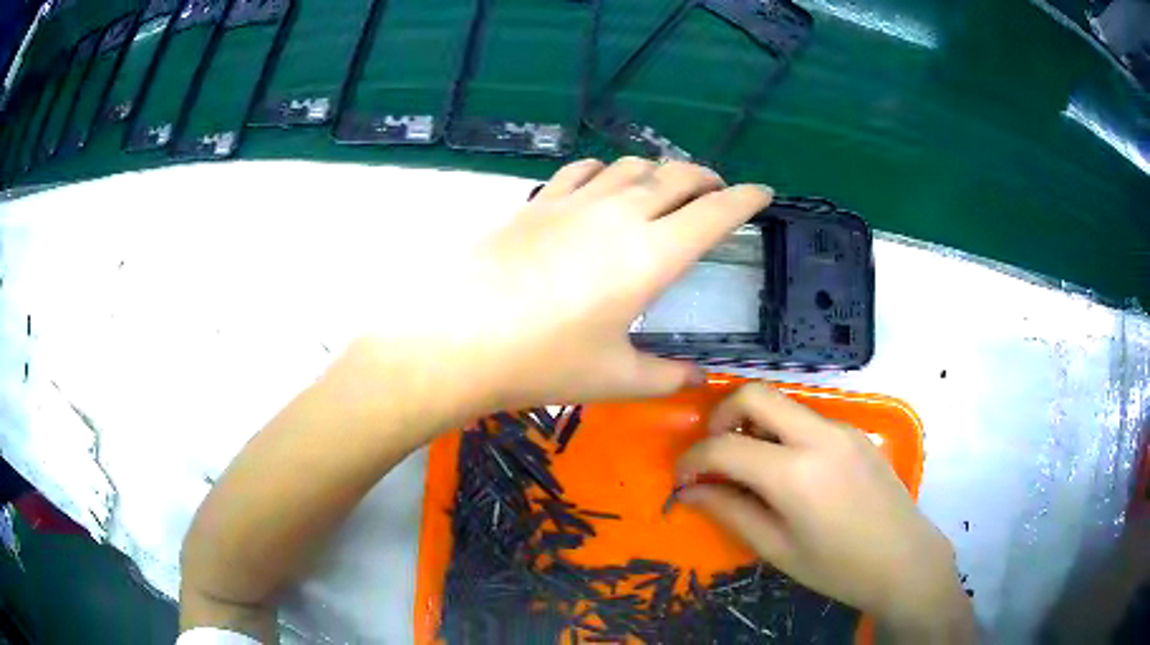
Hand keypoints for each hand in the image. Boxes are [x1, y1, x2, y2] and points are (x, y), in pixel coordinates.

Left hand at [357, 158, 771, 427]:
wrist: (458, 336)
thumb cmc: (543, 361)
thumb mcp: (613, 377)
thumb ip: (663, 378)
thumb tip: (695, 382)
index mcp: (652, 255)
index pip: (715, 212)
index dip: (745, 199)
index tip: (763, 193)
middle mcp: (620, 215)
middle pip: (677, 177)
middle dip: (707, 178)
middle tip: (718, 190)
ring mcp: (575, 202)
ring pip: (631, 166)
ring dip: (659, 170)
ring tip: (665, 187)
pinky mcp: (538, 202)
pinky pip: (582, 170)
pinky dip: (605, 171)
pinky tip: (603, 184)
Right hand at [677, 384, 974, 641]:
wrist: (904, 559)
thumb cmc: (837, 566)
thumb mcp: (777, 549)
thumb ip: (730, 513)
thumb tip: (689, 493)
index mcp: (795, 473)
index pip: (724, 447)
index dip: (691, 460)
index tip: (681, 479)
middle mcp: (818, 435)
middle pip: (754, 393)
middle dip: (720, 417)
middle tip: (713, 454)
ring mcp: (841, 427)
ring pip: (782, 402)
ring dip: (753, 422)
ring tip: (748, 466)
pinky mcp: (855, 431)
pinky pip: (807, 418)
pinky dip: (782, 432)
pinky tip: (787, 470)